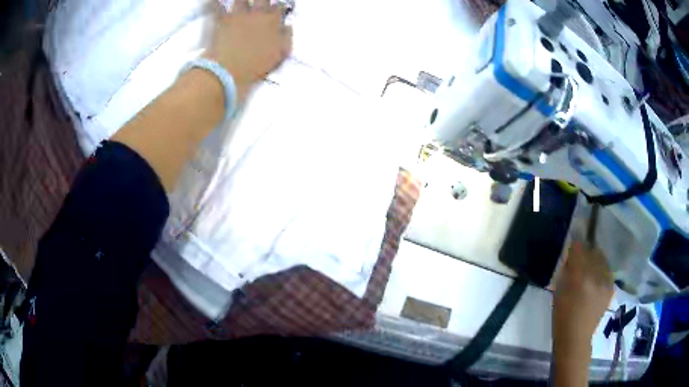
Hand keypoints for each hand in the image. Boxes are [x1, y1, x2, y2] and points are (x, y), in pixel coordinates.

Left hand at [206, 0, 292, 95]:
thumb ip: (286, 38)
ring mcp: (237, 15)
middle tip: (259, 4)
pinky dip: (216, 3)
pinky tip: (213, 1)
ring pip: (241, 0)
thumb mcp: (279, 55)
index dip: (277, 8)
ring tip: (242, 3)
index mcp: (272, 21)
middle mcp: (256, 14)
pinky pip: (217, 6)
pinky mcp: (220, 21)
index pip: (279, 7)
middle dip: (261, 1)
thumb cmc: (255, 66)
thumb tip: (287, 26)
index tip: (275, 11)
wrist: (226, 71)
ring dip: (242, 1)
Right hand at [552, 240, 613, 386]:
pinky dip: (601, 270)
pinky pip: (607, 270)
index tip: (572, 248)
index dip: (575, 246)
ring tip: (590, 270)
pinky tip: (596, 280)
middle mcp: (596, 276)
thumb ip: (567, 269)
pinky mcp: (611, 287)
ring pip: (602, 258)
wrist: (576, 338)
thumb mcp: (559, 290)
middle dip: (586, 252)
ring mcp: (606, 281)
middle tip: (580, 261)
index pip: (579, 248)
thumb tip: (572, 254)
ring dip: (595, 260)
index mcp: (579, 277)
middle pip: (593, 250)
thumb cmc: (562, 316)